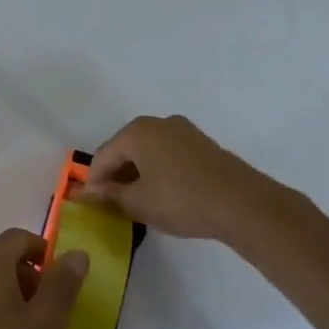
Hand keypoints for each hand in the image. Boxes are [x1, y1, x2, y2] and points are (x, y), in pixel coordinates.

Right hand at [76, 114, 282, 241]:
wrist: (243, 204)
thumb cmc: (181, 199)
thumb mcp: (138, 203)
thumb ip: (109, 196)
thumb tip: (86, 193)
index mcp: (137, 131)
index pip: (103, 156)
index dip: (94, 182)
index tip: (91, 205)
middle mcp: (159, 124)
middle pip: (125, 150)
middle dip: (116, 176)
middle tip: (113, 204)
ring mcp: (184, 132)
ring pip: (149, 153)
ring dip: (138, 175)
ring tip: (137, 203)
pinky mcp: (204, 146)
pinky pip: (169, 156)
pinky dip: (159, 173)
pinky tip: (163, 195)